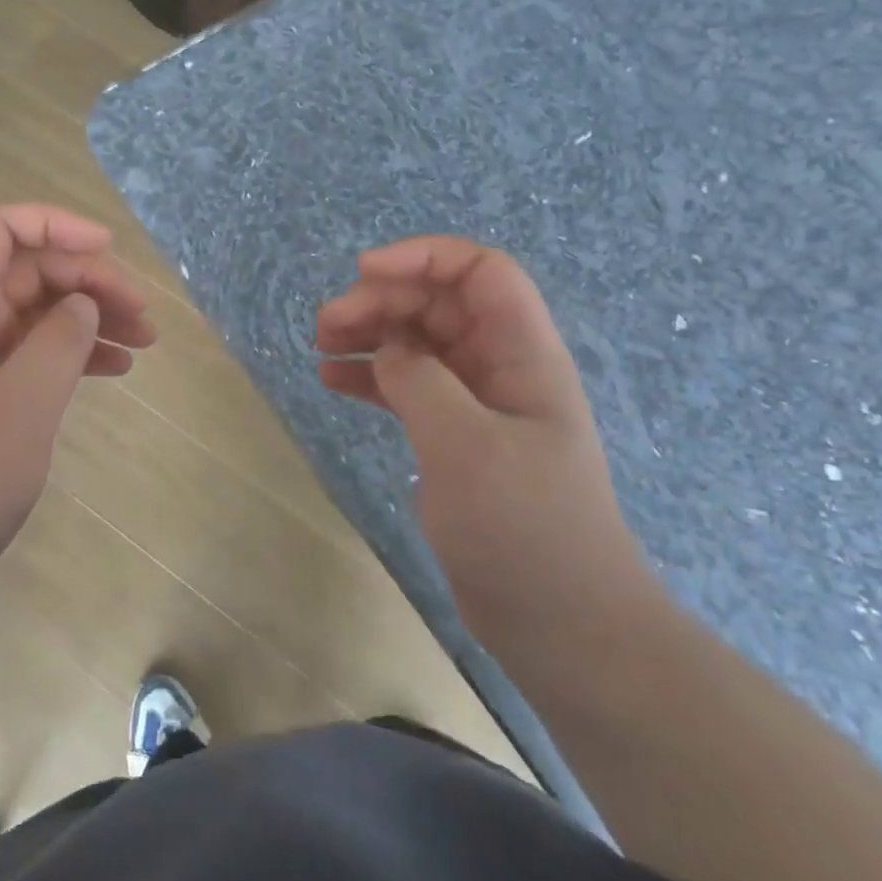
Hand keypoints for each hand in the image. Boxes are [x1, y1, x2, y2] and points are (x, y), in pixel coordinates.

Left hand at [0, 205, 154, 621]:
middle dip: (87, 279)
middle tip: (140, 313)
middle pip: (25, 270)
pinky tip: (114, 369)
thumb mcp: (23, 405)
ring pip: (35, 313)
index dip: (53, 223)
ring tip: (144, 341)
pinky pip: (31, 355)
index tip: (108, 248)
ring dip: (89, 317)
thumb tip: (82, 305)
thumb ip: (60, 341)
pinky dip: (73, 354)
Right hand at [317, 237, 656, 643]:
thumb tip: (388, 349)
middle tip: (326, 324)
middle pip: (438, 304)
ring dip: (370, 334)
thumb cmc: (524, 528)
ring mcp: (476, 404)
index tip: (364, 272)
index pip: (480, 272)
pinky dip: (370, 376)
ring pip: (417, 343)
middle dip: (381, 300)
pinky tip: (332, 380)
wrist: (561, 623)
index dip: (424, 257)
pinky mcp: (453, 438)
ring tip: (321, 345)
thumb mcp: (467, 445)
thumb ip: (420, 381)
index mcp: (523, 353)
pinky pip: (407, 387)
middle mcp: (500, 367)